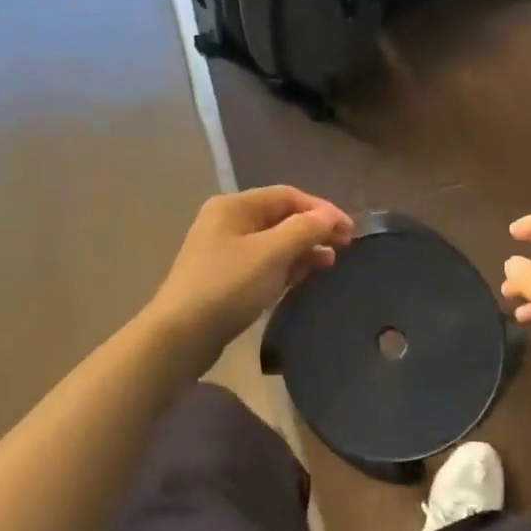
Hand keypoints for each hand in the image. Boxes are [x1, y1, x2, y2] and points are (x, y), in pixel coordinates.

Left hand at [148, 187, 352, 362]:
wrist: (181, 335)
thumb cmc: (228, 286)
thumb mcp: (272, 253)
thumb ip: (305, 229)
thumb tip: (331, 217)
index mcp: (234, 206)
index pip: (287, 196)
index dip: (321, 209)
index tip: (349, 230)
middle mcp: (227, 221)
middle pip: (280, 217)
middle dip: (313, 229)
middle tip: (344, 247)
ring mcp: (223, 251)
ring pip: (273, 242)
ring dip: (303, 249)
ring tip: (329, 263)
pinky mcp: (225, 278)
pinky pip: (263, 264)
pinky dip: (286, 267)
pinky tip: (302, 278)